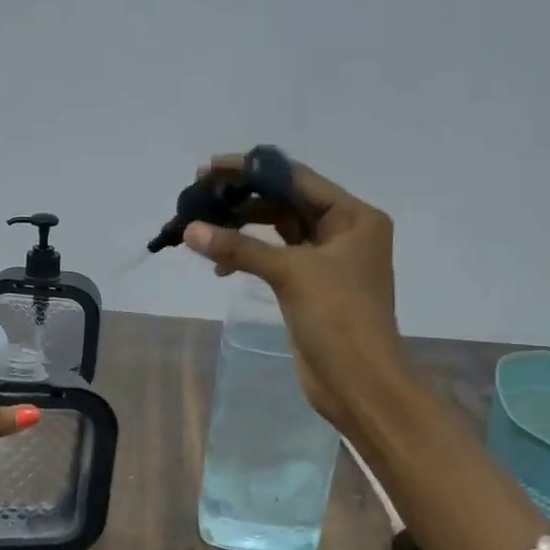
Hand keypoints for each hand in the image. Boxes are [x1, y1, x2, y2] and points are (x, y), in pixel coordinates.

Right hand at [184, 155, 403, 438]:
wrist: (359, 382)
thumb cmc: (338, 318)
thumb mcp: (291, 273)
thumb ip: (240, 247)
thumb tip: (190, 230)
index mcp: (354, 217)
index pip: (297, 179)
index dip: (253, 170)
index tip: (211, 167)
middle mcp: (344, 232)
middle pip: (286, 203)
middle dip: (243, 200)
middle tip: (200, 198)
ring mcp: (327, 261)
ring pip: (278, 231)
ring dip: (243, 229)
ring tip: (204, 231)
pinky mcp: (310, 287)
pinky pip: (275, 258)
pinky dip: (250, 257)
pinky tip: (222, 266)